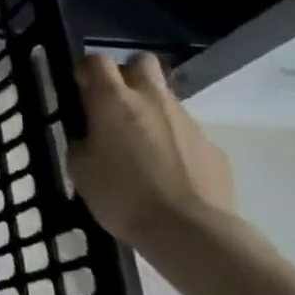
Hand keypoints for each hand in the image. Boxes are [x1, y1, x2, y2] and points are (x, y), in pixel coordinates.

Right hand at [68, 53, 235, 248]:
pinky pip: (189, 135)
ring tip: (144, 149)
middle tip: (116, 105)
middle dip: (128, 75)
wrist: (193, 234)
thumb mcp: (81, 169)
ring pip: (167, 100)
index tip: (80, 90)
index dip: (86, 70)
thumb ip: (83, 142)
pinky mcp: (214, 149)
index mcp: (113, 99)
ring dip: (153, 113)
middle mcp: (152, 100)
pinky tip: (172, 175)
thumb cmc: (124, 196)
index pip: (96, 60)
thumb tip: (90, 138)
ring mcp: (188, 123)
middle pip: (142, 62)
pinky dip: (176, 145)